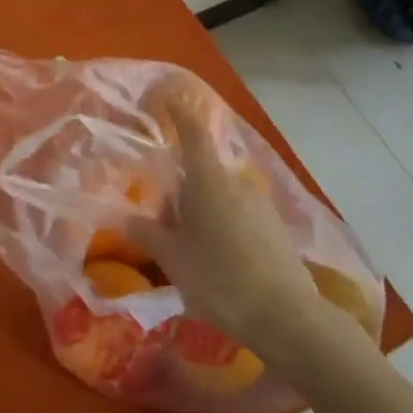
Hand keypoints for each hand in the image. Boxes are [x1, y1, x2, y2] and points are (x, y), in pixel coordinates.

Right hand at [126, 81, 319, 352]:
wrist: (286, 316)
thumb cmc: (219, 280)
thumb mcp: (173, 260)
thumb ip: (148, 234)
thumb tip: (127, 217)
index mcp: (208, 181)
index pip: (192, 133)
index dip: (178, 112)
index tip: (165, 96)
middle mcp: (236, 182)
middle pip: (201, 173)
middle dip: (180, 190)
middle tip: (162, 222)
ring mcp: (259, 204)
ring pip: (220, 196)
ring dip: (201, 211)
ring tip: (187, 251)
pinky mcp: (275, 227)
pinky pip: (238, 214)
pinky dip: (221, 226)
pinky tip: (216, 262)